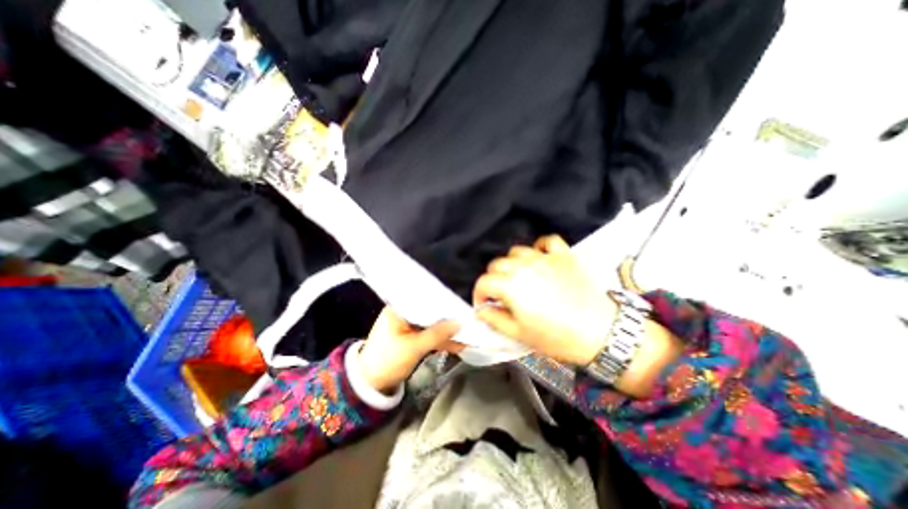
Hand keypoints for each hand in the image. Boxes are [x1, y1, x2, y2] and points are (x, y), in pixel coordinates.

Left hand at [358, 307, 461, 394]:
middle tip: (468, 317)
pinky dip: (441, 339)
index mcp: (398, 309)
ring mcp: (408, 325)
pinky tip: (458, 343)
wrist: (370, 385)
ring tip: (468, 331)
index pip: (424, 298)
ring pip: (432, 324)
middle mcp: (404, 313)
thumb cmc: (387, 361)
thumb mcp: (414, 348)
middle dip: (448, 316)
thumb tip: (460, 323)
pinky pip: (429, 334)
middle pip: (430, 311)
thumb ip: (438, 334)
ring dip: (447, 330)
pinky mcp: (412, 336)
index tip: (461, 304)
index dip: (443, 301)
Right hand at [476, 236, 616, 364]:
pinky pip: (547, 241)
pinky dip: (540, 247)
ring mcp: (545, 257)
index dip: (479, 294)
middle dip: (493, 279)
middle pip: (497, 264)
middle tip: (501, 294)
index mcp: (510, 285)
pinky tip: (540, 258)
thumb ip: (494, 319)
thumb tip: (482, 310)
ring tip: (519, 277)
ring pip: (517, 251)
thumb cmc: (556, 336)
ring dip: (512, 264)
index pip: (483, 282)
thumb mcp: (519, 334)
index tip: (484, 305)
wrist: (601, 332)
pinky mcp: (563, 255)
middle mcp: (524, 265)